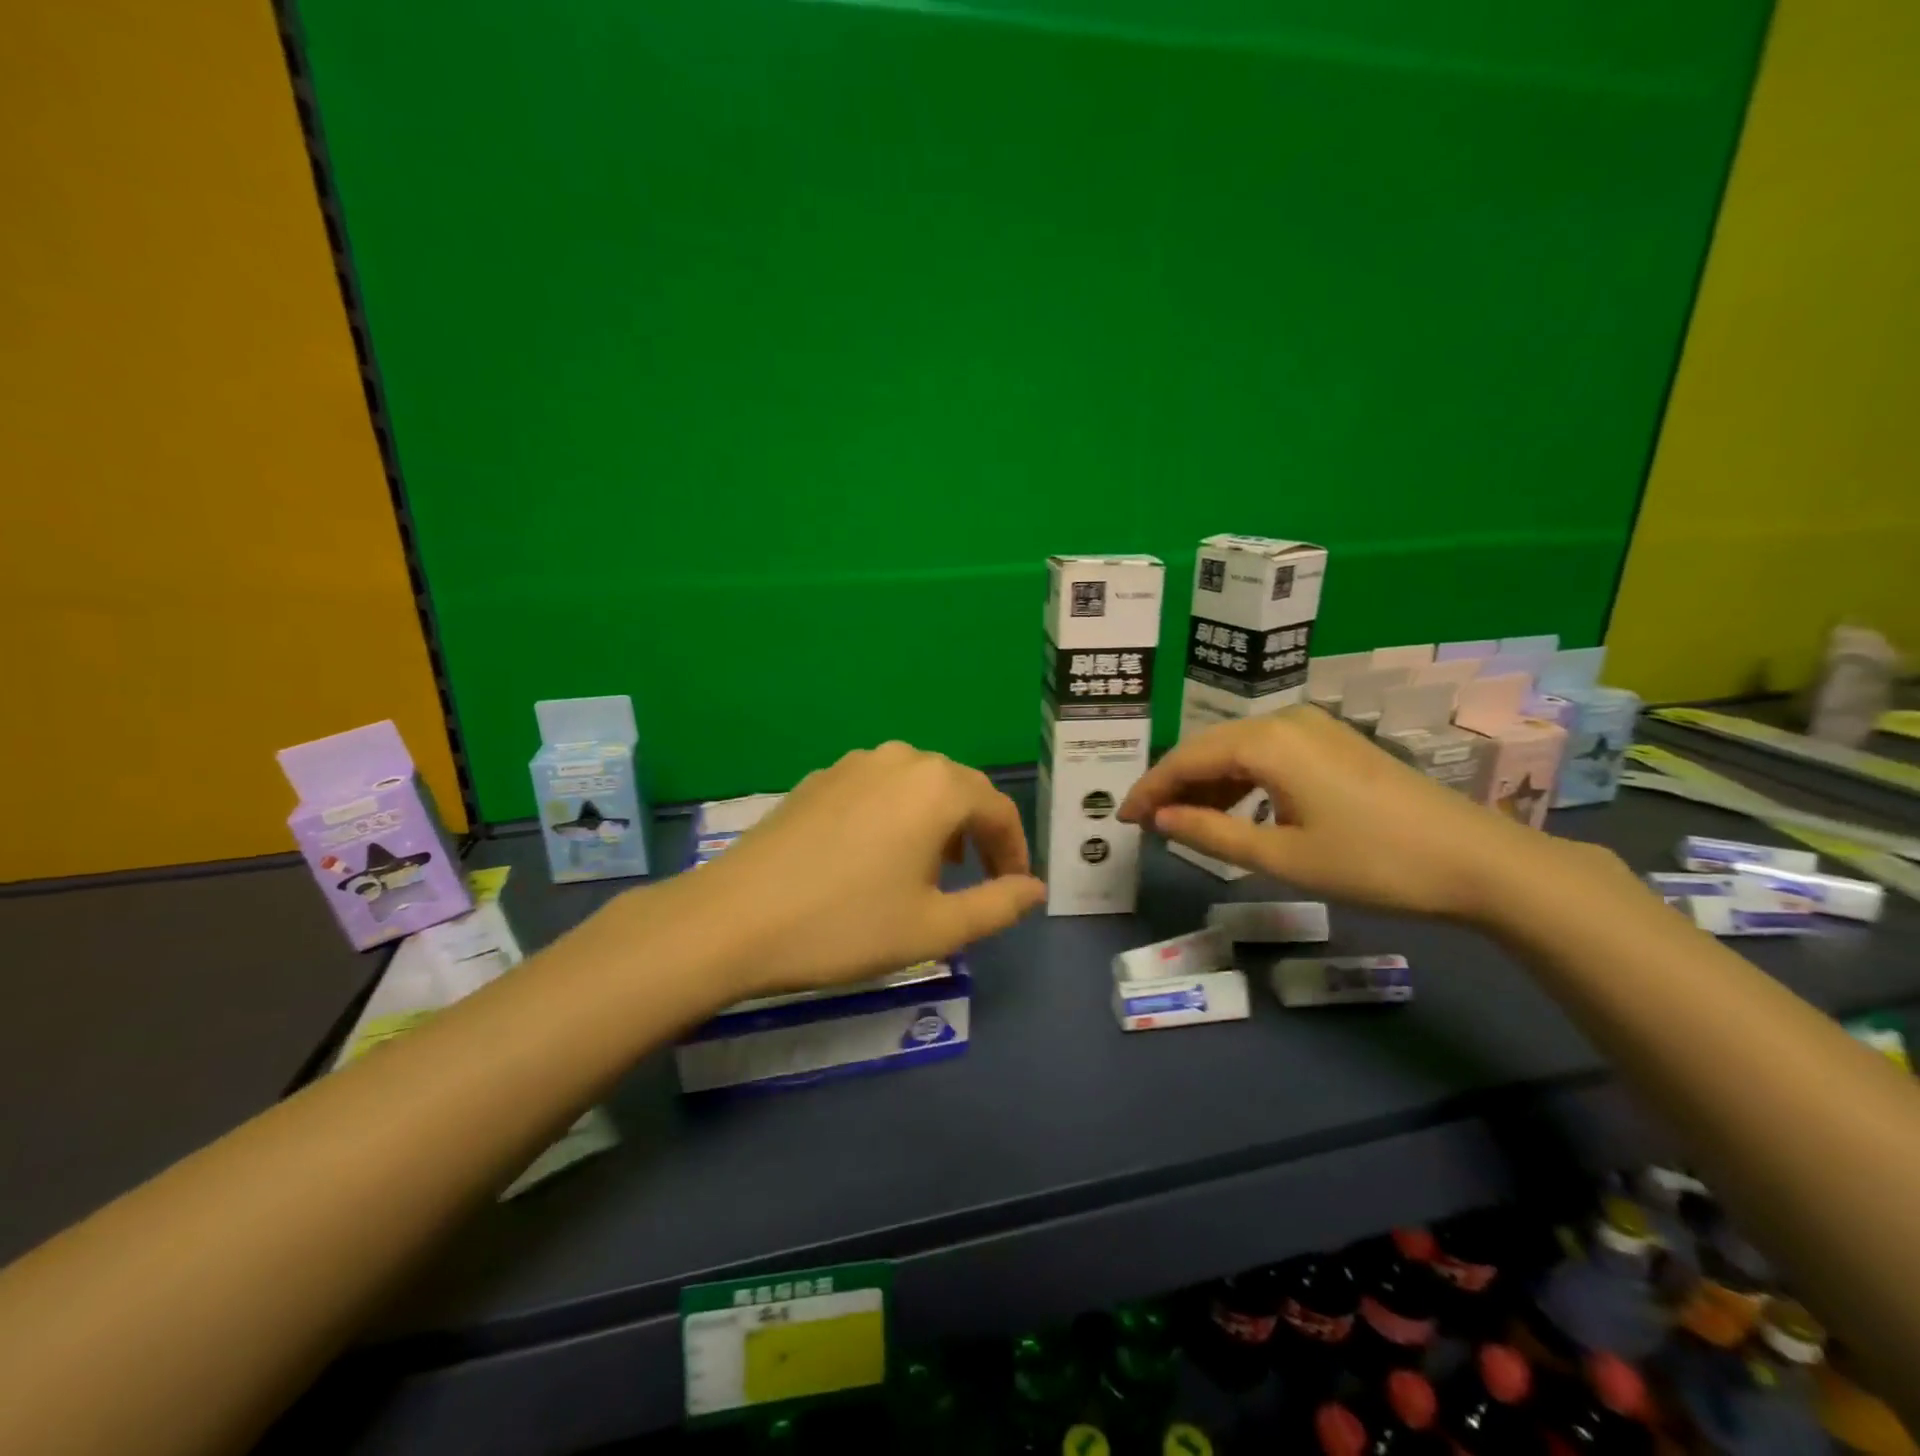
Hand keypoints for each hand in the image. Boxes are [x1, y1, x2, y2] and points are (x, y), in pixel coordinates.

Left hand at [681, 742, 1045, 997]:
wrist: (734, 919)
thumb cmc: (846, 925)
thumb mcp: (934, 928)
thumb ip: (997, 906)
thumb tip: (1035, 889)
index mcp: (937, 787)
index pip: (998, 809)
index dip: (1014, 850)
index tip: (1015, 887)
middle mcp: (901, 759)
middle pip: (959, 790)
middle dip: (978, 833)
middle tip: (977, 879)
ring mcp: (854, 763)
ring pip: (918, 785)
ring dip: (937, 821)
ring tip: (930, 869)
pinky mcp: (820, 777)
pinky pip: (879, 788)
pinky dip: (897, 814)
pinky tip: (877, 854)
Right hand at [1117, 706, 1550, 922]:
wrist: (1476, 861)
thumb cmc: (1372, 862)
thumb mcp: (1281, 856)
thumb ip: (1211, 833)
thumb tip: (1160, 818)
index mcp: (1267, 742)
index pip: (1186, 758)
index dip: (1149, 788)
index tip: (1122, 818)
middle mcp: (1285, 720)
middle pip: (1209, 746)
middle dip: (1174, 784)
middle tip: (1147, 822)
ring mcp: (1314, 727)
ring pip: (1239, 749)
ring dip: (1208, 782)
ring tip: (1184, 821)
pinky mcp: (1334, 742)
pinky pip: (1268, 753)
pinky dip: (1242, 780)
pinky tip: (1235, 807)